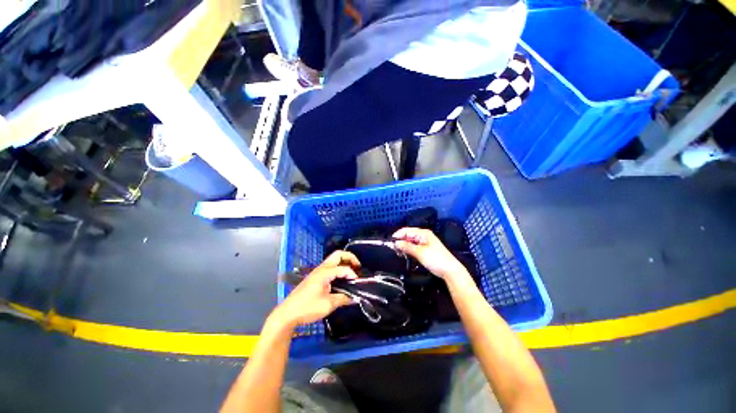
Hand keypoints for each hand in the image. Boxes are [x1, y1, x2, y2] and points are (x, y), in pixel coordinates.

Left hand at [271, 251, 359, 328]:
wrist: (287, 314)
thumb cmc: (307, 308)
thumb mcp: (328, 305)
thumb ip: (343, 299)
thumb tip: (355, 298)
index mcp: (325, 273)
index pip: (343, 268)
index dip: (352, 274)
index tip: (357, 284)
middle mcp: (321, 268)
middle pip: (338, 254)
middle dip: (350, 258)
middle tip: (358, 267)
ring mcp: (317, 272)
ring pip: (333, 260)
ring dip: (344, 262)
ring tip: (351, 272)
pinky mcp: (315, 277)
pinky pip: (330, 267)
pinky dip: (338, 268)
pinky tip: (341, 279)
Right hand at [393, 227, 468, 281]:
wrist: (450, 270)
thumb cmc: (436, 259)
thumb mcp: (420, 252)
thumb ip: (407, 246)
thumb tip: (396, 243)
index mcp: (423, 233)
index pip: (407, 230)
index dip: (398, 235)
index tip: (390, 241)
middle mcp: (424, 236)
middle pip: (408, 235)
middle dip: (401, 240)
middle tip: (393, 248)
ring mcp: (425, 242)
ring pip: (411, 241)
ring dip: (404, 246)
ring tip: (398, 252)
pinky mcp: (426, 249)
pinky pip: (414, 246)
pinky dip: (409, 249)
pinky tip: (405, 254)